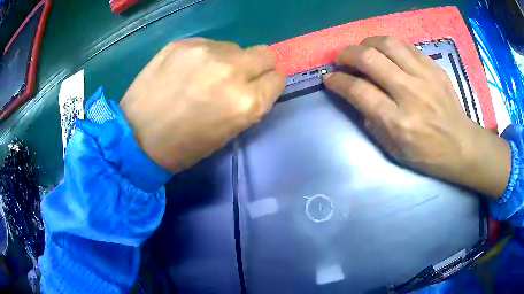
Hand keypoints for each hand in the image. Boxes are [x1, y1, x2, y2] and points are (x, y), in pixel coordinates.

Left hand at [120, 38, 284, 172]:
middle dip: (257, 66)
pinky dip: (204, 56)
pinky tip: (185, 70)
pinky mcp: (184, 43)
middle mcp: (232, 71)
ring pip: (235, 47)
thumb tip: (255, 82)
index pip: (278, 79)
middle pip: (265, 54)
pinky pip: (209, 44)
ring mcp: (206, 53)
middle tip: (237, 77)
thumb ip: (249, 102)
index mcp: (247, 103)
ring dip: (228, 60)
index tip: (257, 88)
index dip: (268, 85)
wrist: (136, 138)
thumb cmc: (184, 146)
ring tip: (203, 76)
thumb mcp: (228, 132)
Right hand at [324, 36, 510, 198]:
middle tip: (342, 60)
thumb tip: (355, 94)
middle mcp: (410, 94)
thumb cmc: (426, 154)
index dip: (338, 81)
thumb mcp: (393, 149)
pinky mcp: (434, 67)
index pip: (359, 91)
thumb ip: (371, 120)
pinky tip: (386, 54)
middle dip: (347, 55)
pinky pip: (405, 46)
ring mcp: (424, 77)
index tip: (330, 79)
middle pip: (369, 59)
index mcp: (398, 122)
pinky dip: (388, 46)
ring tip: (362, 51)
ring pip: (386, 44)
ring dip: (366, 44)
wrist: (460, 145)